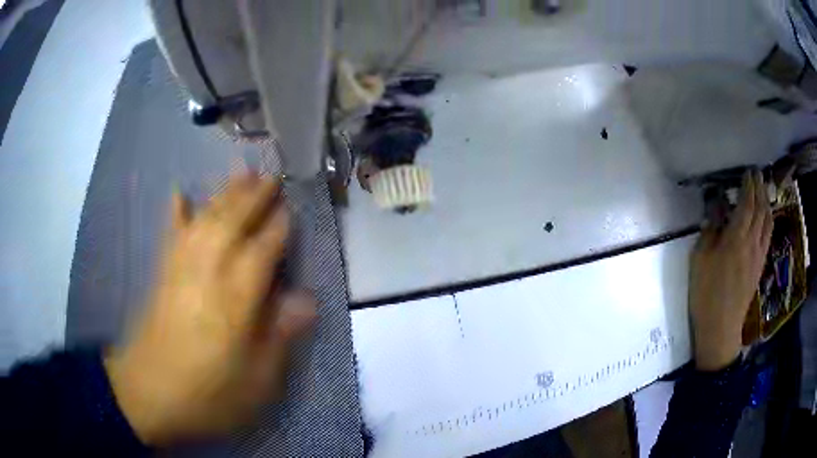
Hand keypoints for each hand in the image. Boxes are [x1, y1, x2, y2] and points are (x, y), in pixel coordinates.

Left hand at [104, 174, 316, 444]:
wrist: (148, 396)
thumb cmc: (209, 395)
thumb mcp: (256, 381)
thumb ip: (280, 336)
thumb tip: (308, 299)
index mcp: (235, 299)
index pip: (263, 250)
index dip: (279, 226)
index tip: (292, 206)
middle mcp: (207, 272)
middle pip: (233, 222)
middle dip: (254, 197)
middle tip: (271, 175)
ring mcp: (180, 268)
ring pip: (205, 219)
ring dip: (224, 193)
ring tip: (240, 172)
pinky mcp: (162, 274)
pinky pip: (170, 234)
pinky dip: (175, 211)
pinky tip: (179, 192)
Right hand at [689, 171, 772, 370]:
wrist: (720, 327)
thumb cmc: (706, 293)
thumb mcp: (700, 260)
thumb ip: (710, 231)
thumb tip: (716, 210)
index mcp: (736, 237)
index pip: (747, 203)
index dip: (749, 185)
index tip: (749, 171)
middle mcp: (752, 241)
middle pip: (760, 209)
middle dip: (760, 188)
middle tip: (758, 175)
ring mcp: (758, 255)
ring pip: (768, 222)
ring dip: (766, 203)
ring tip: (764, 191)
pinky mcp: (760, 266)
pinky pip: (768, 236)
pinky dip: (768, 221)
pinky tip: (766, 218)